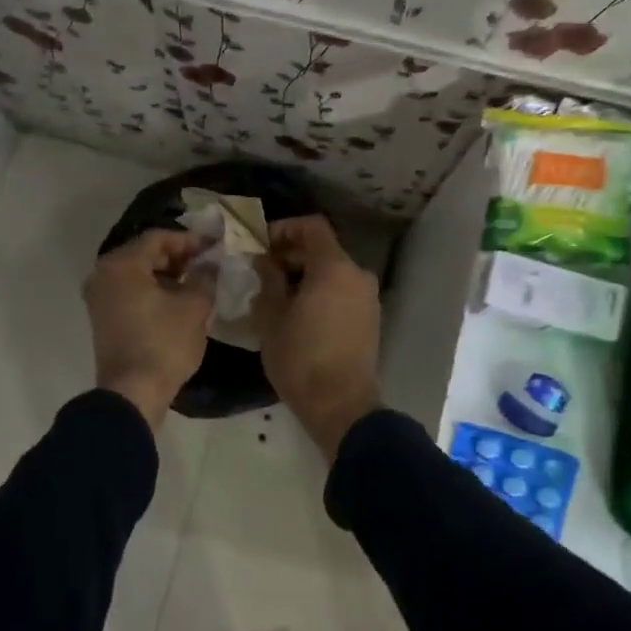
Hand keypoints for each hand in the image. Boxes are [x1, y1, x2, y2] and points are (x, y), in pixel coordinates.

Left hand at [84, 229, 215, 431]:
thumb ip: (205, 277)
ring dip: (167, 274)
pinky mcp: (104, 318)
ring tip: (196, 283)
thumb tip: (210, 264)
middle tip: (206, 264)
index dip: (189, 240)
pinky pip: (130, 292)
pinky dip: (153, 290)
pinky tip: (178, 302)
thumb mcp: (194, 307)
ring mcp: (99, 298)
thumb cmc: (164, 344)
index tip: (214, 248)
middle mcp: (103, 275)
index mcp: (121, 265)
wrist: (133, 393)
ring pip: (137, 274)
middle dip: (178, 257)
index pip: (158, 238)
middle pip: (144, 253)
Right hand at [255, 216, 382, 457]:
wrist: (341, 404)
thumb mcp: (271, 316)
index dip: (284, 229)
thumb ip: (268, 279)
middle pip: (323, 249)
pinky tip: (298, 314)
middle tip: (262, 272)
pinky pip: (342, 292)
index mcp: (334, 267)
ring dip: (305, 276)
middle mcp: (357, 274)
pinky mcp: (370, 319)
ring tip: (277, 296)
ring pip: (333, 272)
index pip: (312, 226)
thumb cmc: (300, 357)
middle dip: (291, 255)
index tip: (260, 246)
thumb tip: (264, 260)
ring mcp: (368, 297)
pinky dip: (321, 293)